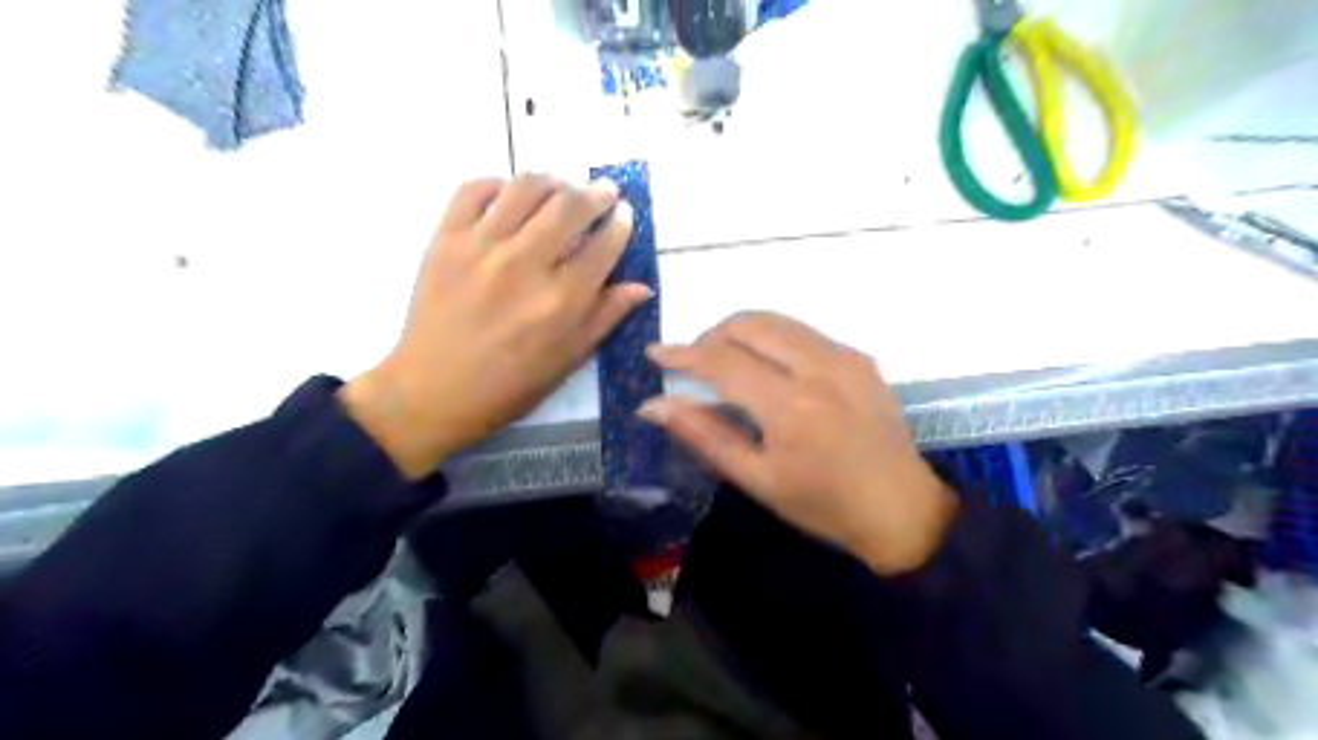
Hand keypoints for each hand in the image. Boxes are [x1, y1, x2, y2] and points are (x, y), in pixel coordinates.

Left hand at [338, 174, 646, 479]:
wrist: (433, 391)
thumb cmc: (510, 385)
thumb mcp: (568, 359)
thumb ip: (606, 318)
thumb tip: (641, 287)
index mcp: (562, 301)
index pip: (604, 244)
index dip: (621, 223)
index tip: (624, 214)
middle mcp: (526, 265)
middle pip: (571, 205)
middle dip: (597, 193)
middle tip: (604, 192)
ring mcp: (482, 247)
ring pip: (526, 187)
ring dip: (554, 180)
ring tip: (563, 187)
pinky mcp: (445, 239)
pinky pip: (474, 190)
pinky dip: (498, 184)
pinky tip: (510, 196)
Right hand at [643, 315, 958, 574]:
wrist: (901, 509)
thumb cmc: (822, 505)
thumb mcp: (756, 479)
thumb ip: (703, 435)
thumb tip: (652, 405)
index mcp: (790, 407)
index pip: (722, 362)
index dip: (683, 354)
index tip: (654, 353)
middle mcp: (819, 367)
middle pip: (749, 325)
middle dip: (711, 335)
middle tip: (694, 362)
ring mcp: (844, 356)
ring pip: (777, 320)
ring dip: (741, 331)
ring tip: (724, 359)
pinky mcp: (859, 357)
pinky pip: (802, 331)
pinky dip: (772, 338)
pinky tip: (766, 365)